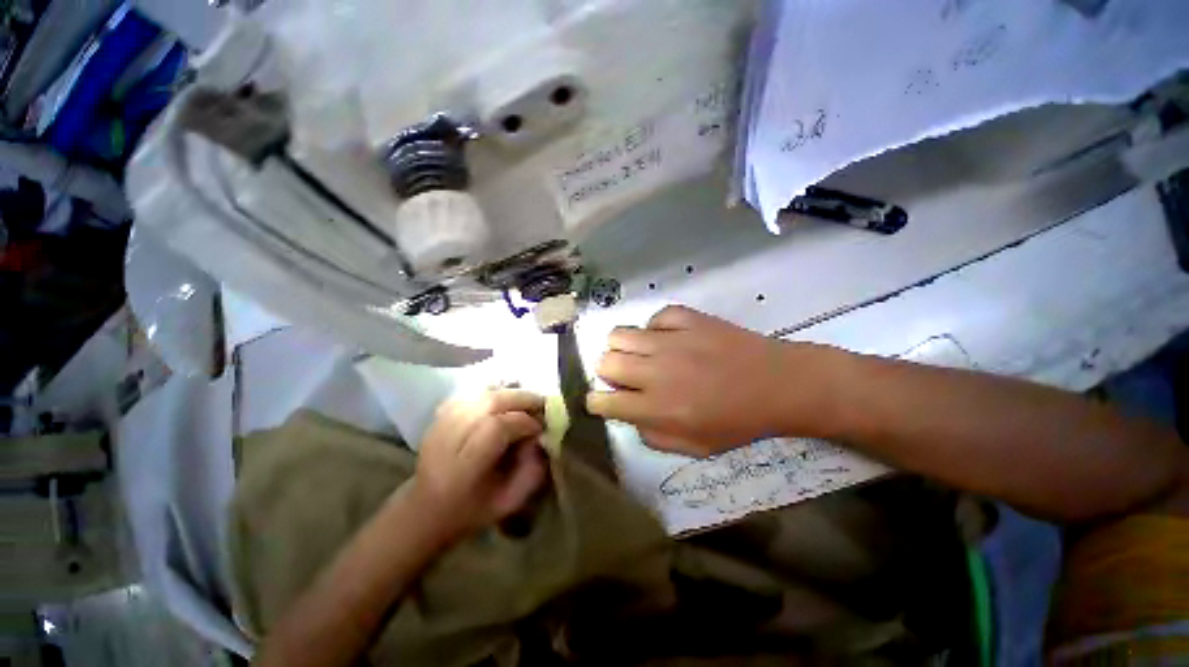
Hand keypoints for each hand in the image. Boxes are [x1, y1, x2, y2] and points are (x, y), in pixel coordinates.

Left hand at [410, 389, 548, 542]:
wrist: (427, 509)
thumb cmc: (471, 510)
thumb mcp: (509, 502)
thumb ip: (531, 471)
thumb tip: (541, 438)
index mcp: (463, 470)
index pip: (496, 429)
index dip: (523, 422)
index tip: (539, 429)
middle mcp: (447, 441)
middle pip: (488, 404)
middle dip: (520, 399)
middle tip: (541, 405)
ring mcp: (439, 425)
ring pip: (480, 394)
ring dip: (509, 393)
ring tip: (526, 401)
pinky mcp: (437, 417)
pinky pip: (470, 393)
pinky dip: (491, 392)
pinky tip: (504, 400)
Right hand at [586, 306, 825, 456]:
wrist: (779, 383)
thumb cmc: (739, 421)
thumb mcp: (695, 446)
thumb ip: (654, 435)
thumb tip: (631, 416)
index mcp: (657, 406)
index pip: (604, 401)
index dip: (597, 402)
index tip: (603, 401)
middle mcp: (655, 370)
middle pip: (605, 362)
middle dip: (607, 372)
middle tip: (626, 377)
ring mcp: (670, 339)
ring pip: (619, 334)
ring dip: (622, 347)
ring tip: (640, 354)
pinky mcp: (686, 317)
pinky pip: (654, 319)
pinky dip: (655, 329)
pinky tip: (669, 338)